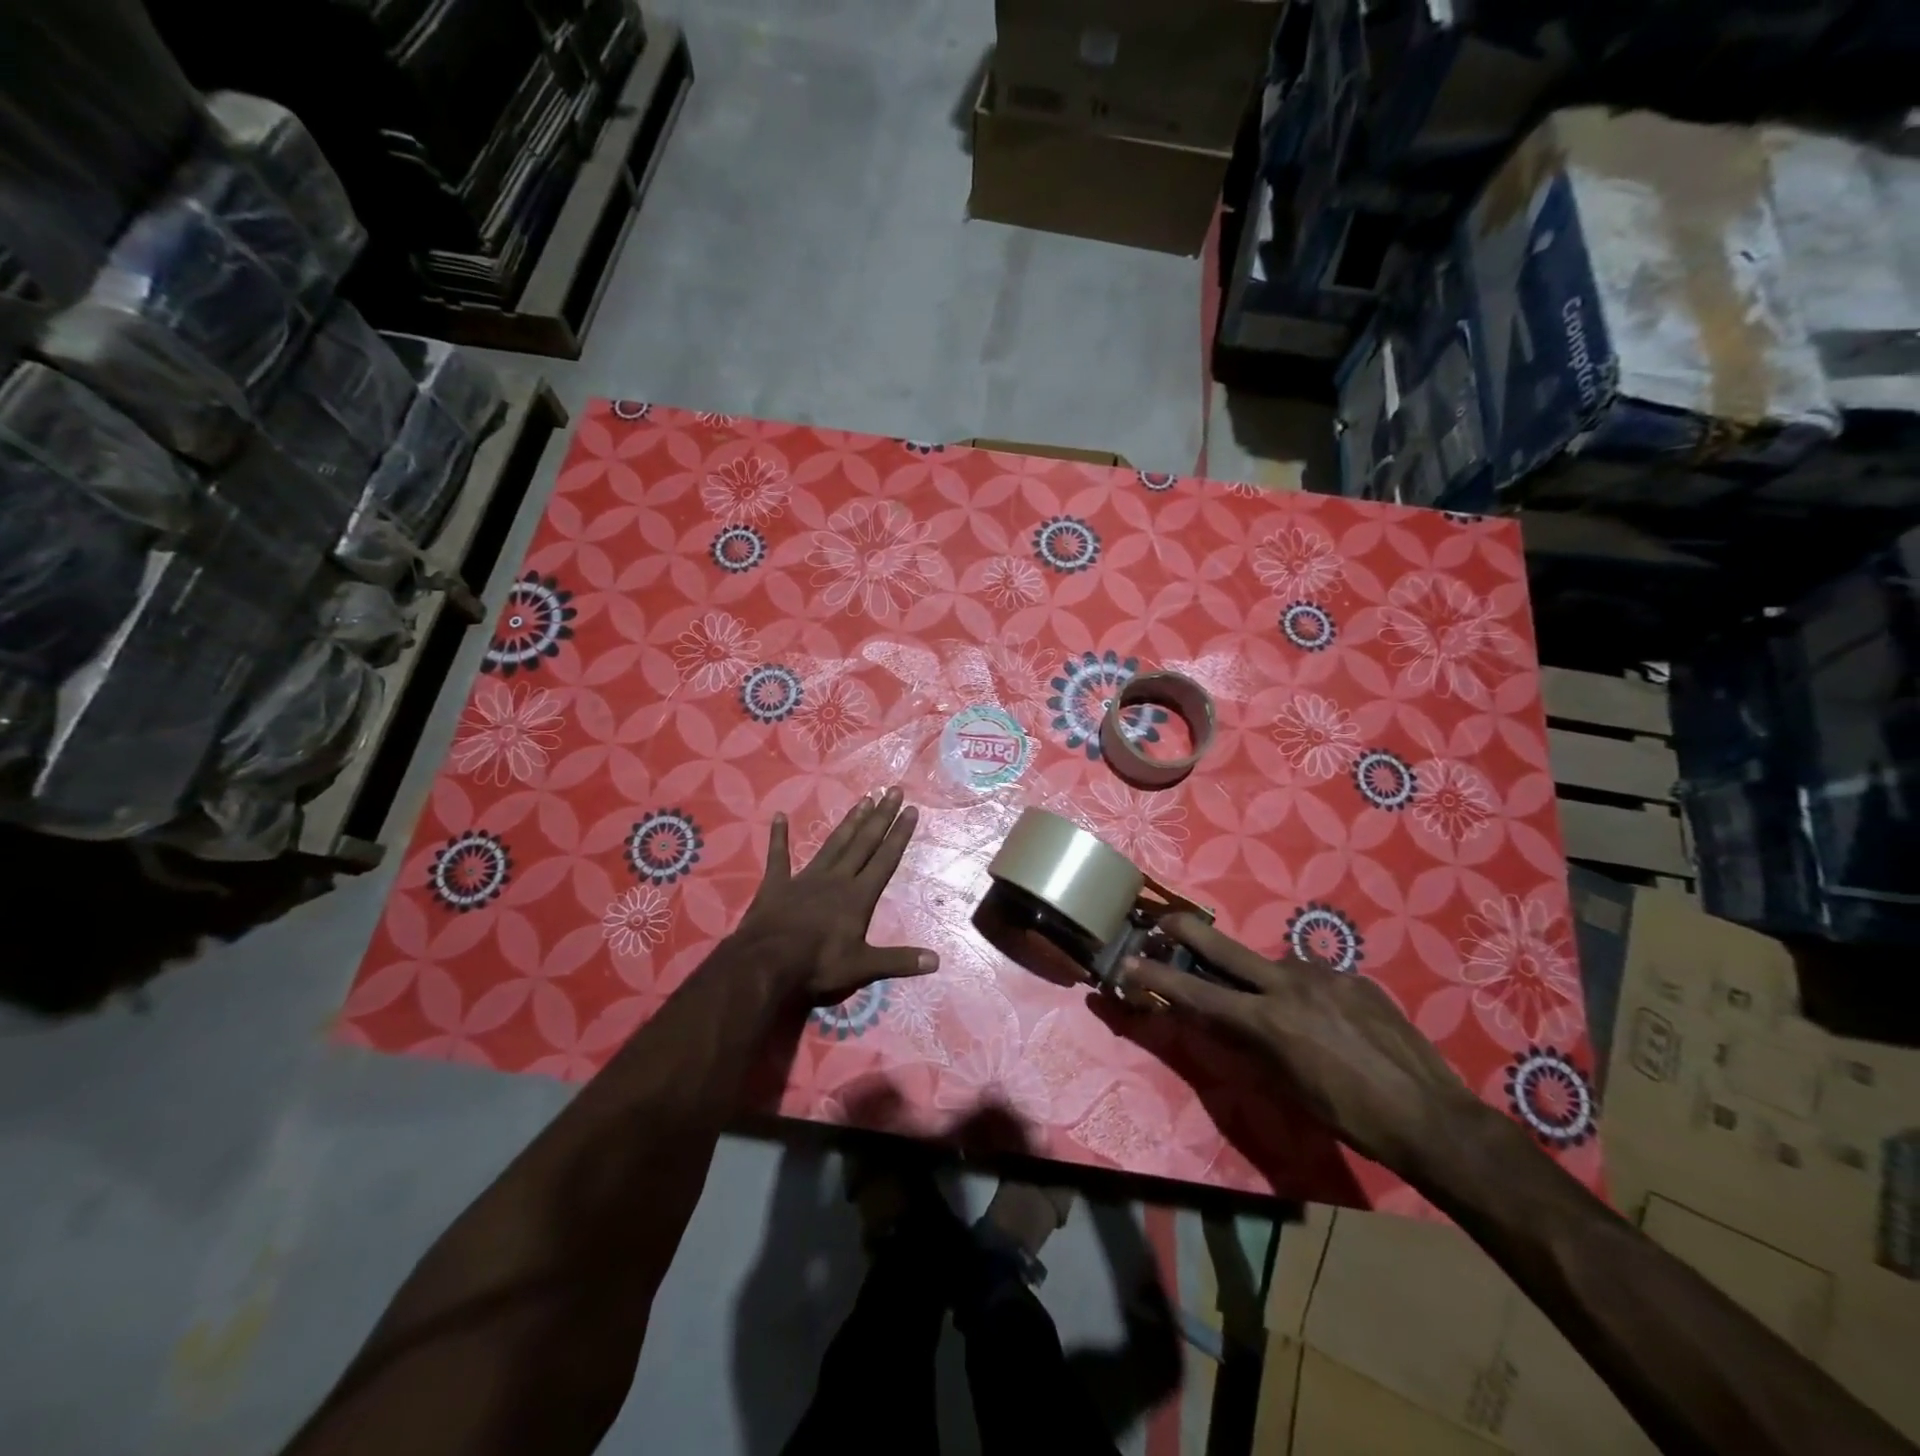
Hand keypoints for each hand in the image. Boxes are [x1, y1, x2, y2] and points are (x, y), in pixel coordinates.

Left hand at [734, 787, 937, 1005]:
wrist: (766, 964)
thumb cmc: (818, 965)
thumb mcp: (863, 967)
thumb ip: (899, 961)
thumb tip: (937, 961)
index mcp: (858, 896)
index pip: (885, 859)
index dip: (899, 835)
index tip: (911, 810)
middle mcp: (836, 879)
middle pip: (863, 843)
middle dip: (881, 817)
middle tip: (893, 790)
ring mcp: (805, 878)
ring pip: (833, 844)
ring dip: (850, 822)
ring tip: (864, 799)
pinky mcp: (776, 884)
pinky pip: (778, 856)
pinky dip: (778, 836)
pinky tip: (779, 816)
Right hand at [1118, 914, 1487, 1178]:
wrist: (1433, 1118)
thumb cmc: (1352, 1118)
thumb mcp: (1288, 1087)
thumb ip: (1252, 1044)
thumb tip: (1228, 1020)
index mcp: (1268, 1020)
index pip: (1197, 992)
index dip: (1157, 977)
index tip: (1128, 963)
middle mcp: (1289, 985)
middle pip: (1223, 946)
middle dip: (1185, 930)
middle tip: (1162, 921)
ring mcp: (1325, 975)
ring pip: (1275, 967)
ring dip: (1266, 982)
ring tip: (1290, 1016)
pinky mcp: (1355, 977)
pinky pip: (1316, 978)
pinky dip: (1308, 994)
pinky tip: (1331, 1022)